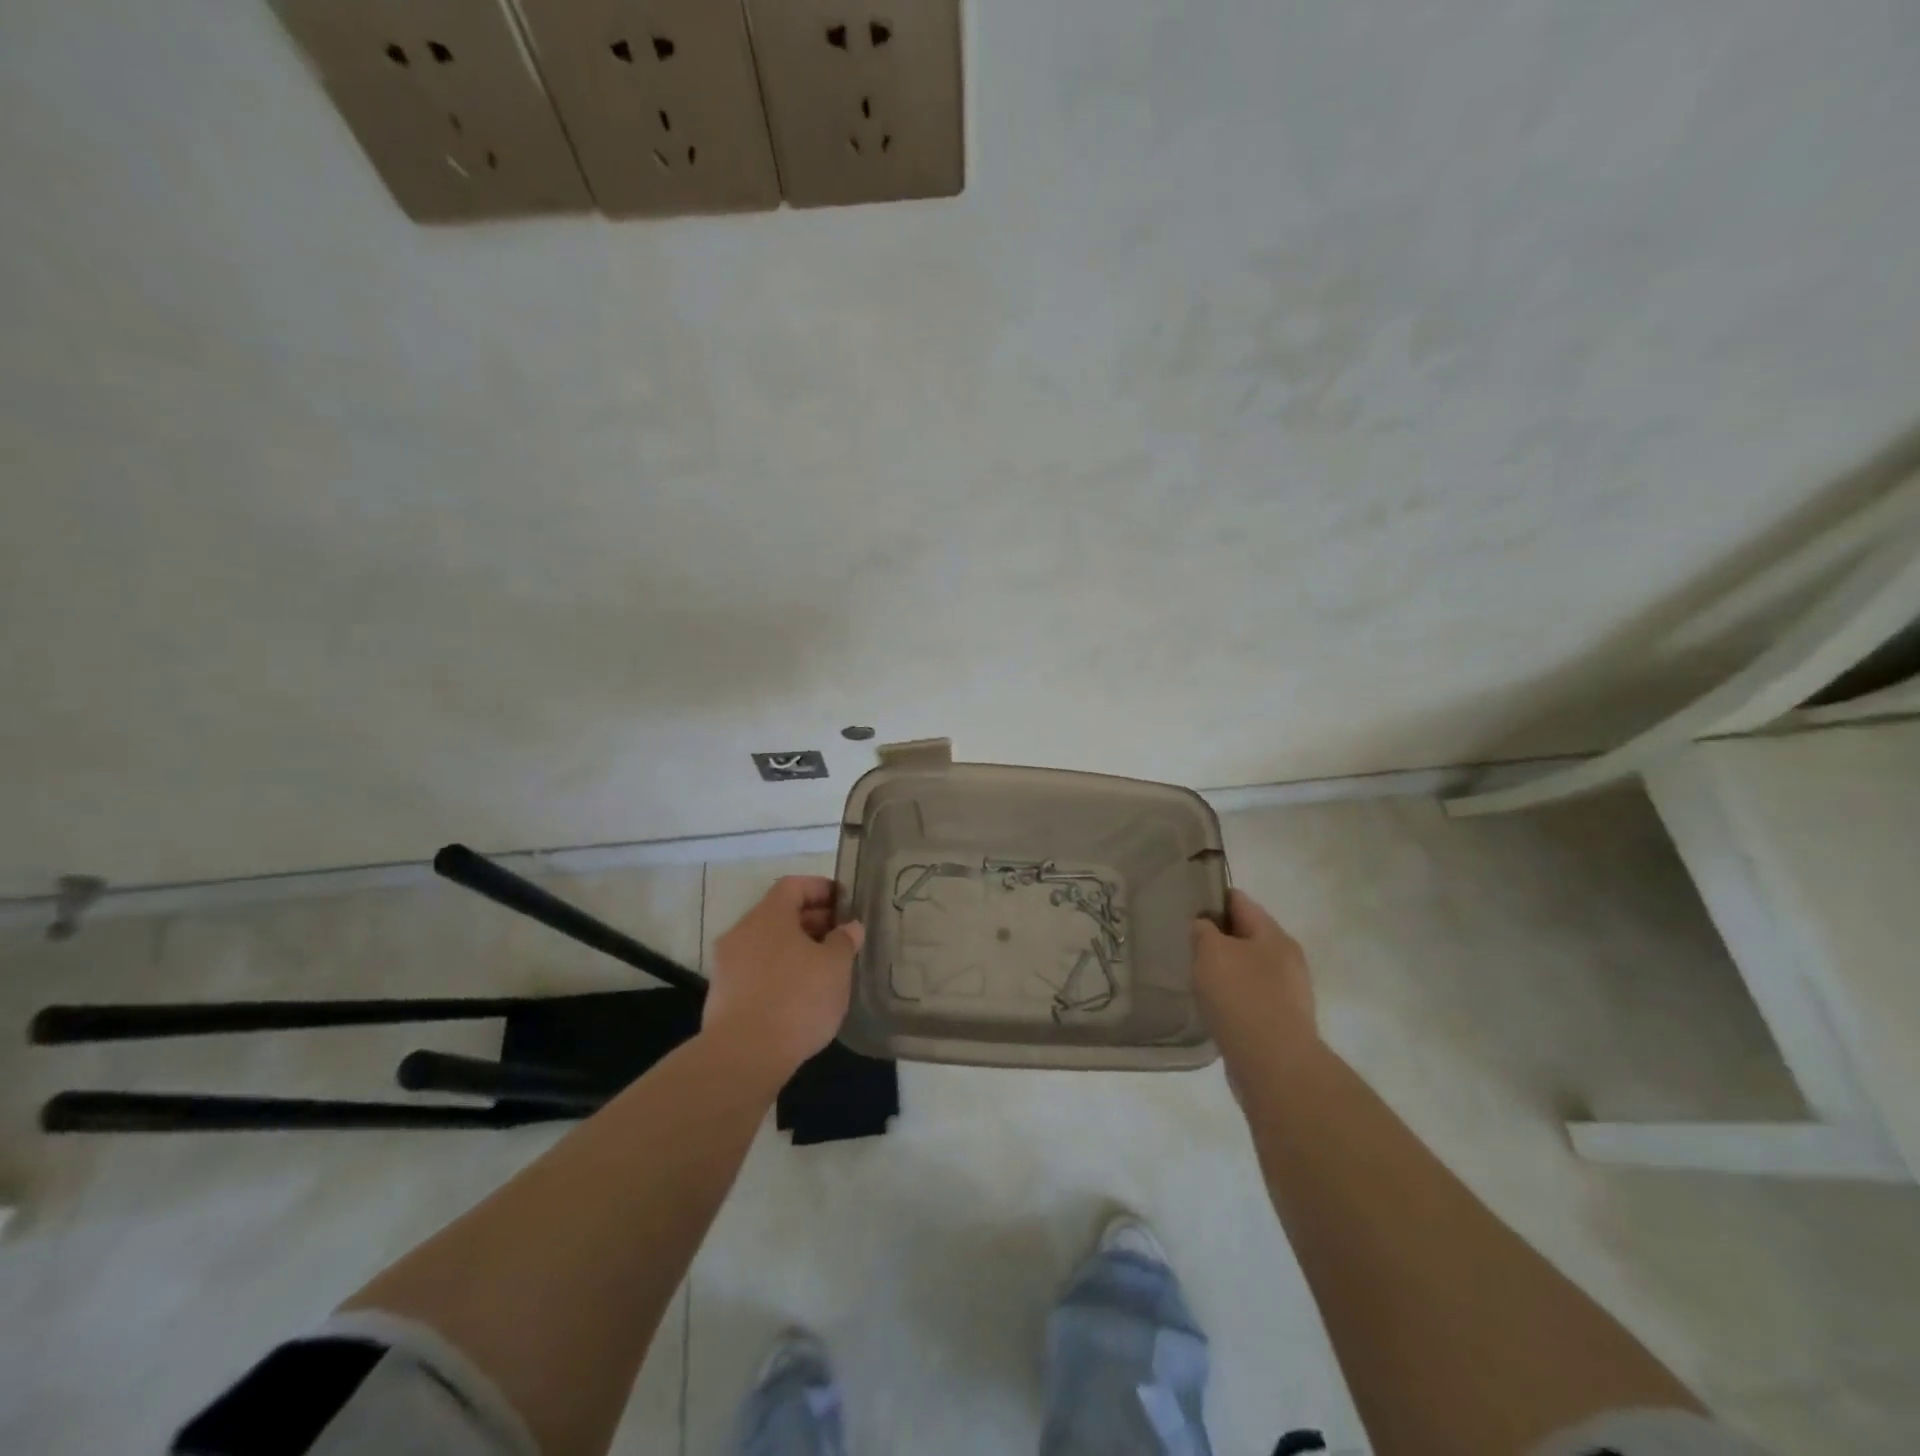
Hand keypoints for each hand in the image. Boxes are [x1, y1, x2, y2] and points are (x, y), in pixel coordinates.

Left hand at [704, 876, 864, 1080]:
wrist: (743, 1056)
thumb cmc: (796, 999)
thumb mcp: (835, 966)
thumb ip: (845, 941)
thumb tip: (849, 927)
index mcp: (768, 915)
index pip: (794, 885)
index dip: (821, 889)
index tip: (845, 903)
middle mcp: (742, 932)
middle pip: (779, 914)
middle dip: (812, 922)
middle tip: (841, 939)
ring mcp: (727, 965)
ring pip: (767, 944)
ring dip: (796, 949)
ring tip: (825, 969)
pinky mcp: (722, 996)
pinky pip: (756, 971)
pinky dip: (779, 973)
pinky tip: (800, 996)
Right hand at [1191, 889, 1317, 1075]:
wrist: (1274, 1065)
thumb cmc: (1241, 997)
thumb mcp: (1211, 952)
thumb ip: (1203, 931)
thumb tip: (1204, 926)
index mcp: (1273, 935)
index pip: (1240, 901)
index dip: (1212, 898)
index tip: (1185, 905)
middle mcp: (1287, 959)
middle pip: (1246, 935)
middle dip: (1218, 937)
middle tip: (1186, 943)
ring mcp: (1288, 993)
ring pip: (1248, 968)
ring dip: (1225, 969)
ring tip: (1195, 976)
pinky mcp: (1282, 1022)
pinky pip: (1251, 997)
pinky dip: (1232, 997)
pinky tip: (1213, 1006)